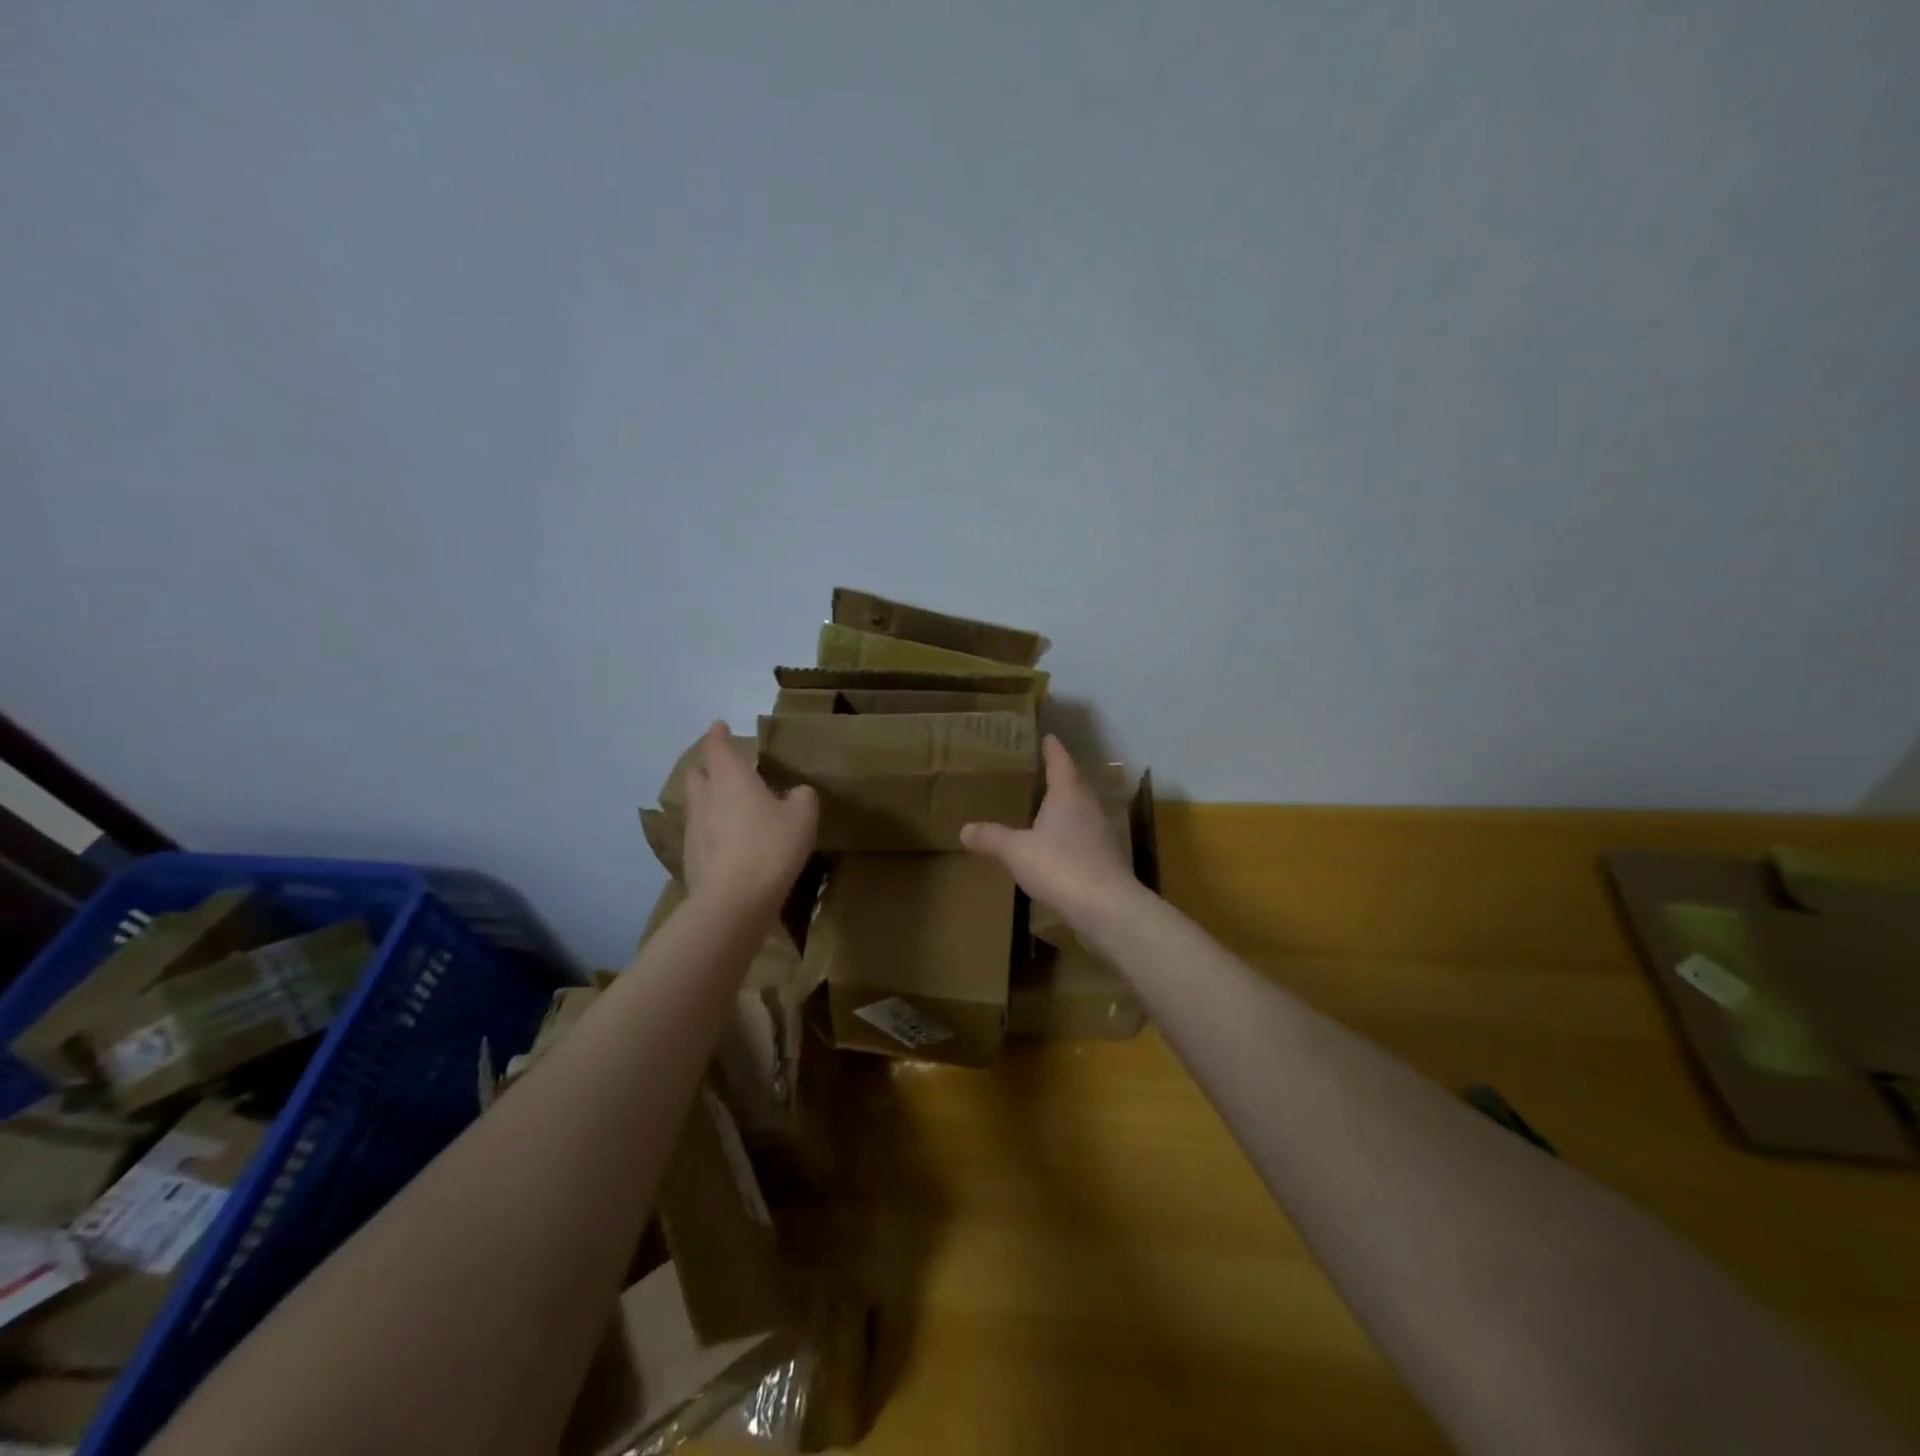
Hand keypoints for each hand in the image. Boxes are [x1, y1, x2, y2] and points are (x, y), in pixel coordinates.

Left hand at [681, 722, 818, 909]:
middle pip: (697, 773)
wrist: (732, 901)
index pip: (716, 746)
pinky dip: (712, 829)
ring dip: (709, 799)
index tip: (719, 726)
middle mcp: (705, 798)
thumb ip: (801, 797)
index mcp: (730, 778)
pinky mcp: (691, 859)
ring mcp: (693, 829)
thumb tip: (795, 793)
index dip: (717, 735)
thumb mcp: (802, 817)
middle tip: (725, 767)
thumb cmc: (770, 847)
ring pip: (696, 804)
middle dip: (708, 766)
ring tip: (729, 805)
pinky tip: (729, 841)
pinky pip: (700, 833)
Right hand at [960, 736, 1135, 926]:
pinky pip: (1089, 837)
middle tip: (1047, 771)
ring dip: (1070, 807)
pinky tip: (1064, 847)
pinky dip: (1075, 835)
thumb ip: (992, 838)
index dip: (1053, 749)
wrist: (1107, 907)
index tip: (1049, 737)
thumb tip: (964, 829)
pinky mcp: (1110, 859)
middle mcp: (1090, 806)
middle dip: (1063, 776)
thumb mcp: (1016, 851)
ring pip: (1085, 811)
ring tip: (1052, 808)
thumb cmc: (1060, 866)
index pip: (1060, 762)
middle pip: (1076, 784)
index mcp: (1068, 794)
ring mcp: (1104, 833)